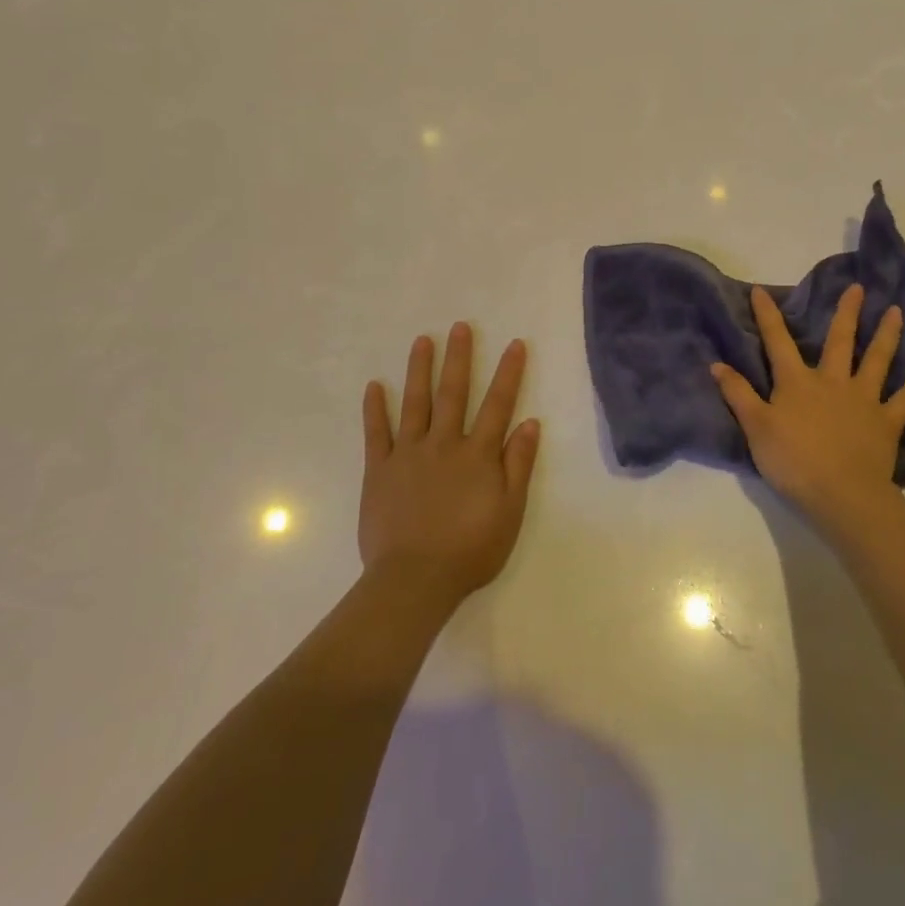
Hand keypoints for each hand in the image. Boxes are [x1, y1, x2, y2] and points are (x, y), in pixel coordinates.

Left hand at [360, 323, 539, 606]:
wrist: (415, 579)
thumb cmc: (470, 549)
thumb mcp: (510, 511)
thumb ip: (519, 465)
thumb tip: (530, 423)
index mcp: (478, 454)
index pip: (498, 404)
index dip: (508, 373)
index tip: (514, 344)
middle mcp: (444, 444)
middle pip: (453, 393)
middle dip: (459, 357)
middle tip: (460, 326)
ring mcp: (408, 454)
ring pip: (415, 403)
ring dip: (419, 369)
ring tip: (421, 340)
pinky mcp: (380, 470)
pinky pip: (376, 433)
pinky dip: (375, 409)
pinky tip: (374, 386)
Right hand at [711, 284, 904, 540]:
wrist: (841, 494)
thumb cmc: (793, 461)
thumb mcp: (755, 428)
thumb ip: (738, 394)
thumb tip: (717, 364)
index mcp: (797, 382)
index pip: (777, 341)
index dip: (768, 315)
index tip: (761, 290)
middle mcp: (832, 381)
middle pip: (839, 341)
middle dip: (845, 312)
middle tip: (857, 287)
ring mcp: (863, 399)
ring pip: (876, 360)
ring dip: (886, 335)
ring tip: (895, 311)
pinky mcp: (887, 421)